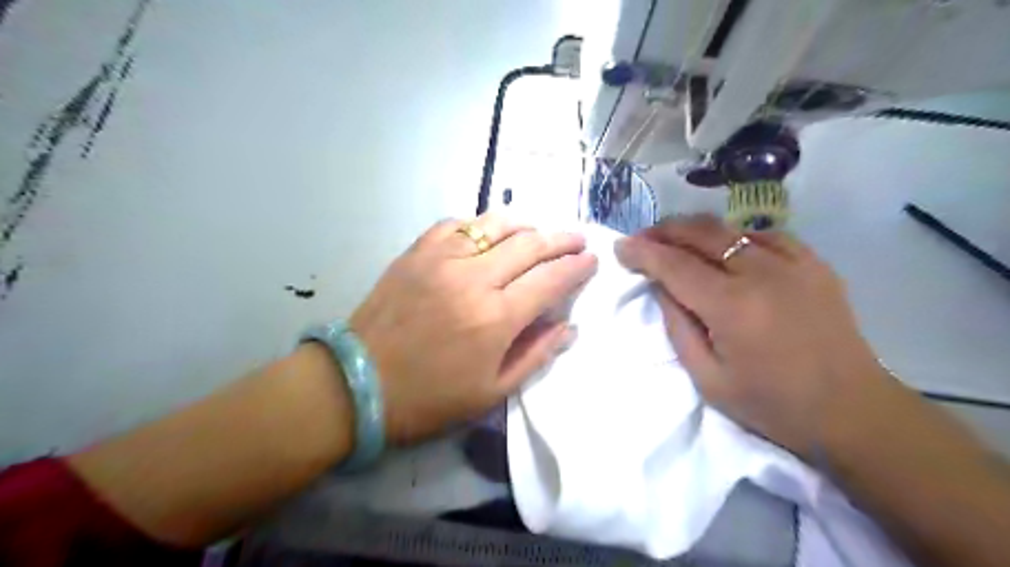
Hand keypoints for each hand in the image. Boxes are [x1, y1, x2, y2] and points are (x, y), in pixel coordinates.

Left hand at [351, 214, 593, 444]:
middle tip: (577, 239)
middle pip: (530, 244)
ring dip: (526, 224)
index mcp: (495, 318)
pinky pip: (457, 224)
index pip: (550, 280)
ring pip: (496, 224)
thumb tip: (568, 327)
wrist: (359, 383)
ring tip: (539, 231)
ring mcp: (442, 259)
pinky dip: (481, 225)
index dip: (576, 267)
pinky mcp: (417, 252)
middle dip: (561, 239)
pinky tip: (489, 233)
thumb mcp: (491, 392)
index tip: (592, 260)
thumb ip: (536, 355)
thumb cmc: (430, 397)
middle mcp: (473, 278)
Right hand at [617, 214, 890, 458]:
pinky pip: (764, 236)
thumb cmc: (771, 404)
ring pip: (730, 229)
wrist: (851, 410)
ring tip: (675, 241)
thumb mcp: (707, 378)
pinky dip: (734, 237)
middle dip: (664, 231)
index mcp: (731, 307)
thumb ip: (678, 326)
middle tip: (642, 239)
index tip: (620, 247)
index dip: (642, 252)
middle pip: (700, 234)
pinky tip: (725, 248)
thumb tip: (662, 287)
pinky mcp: (814, 264)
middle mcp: (761, 273)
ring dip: (694, 231)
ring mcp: (793, 263)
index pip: (673, 265)